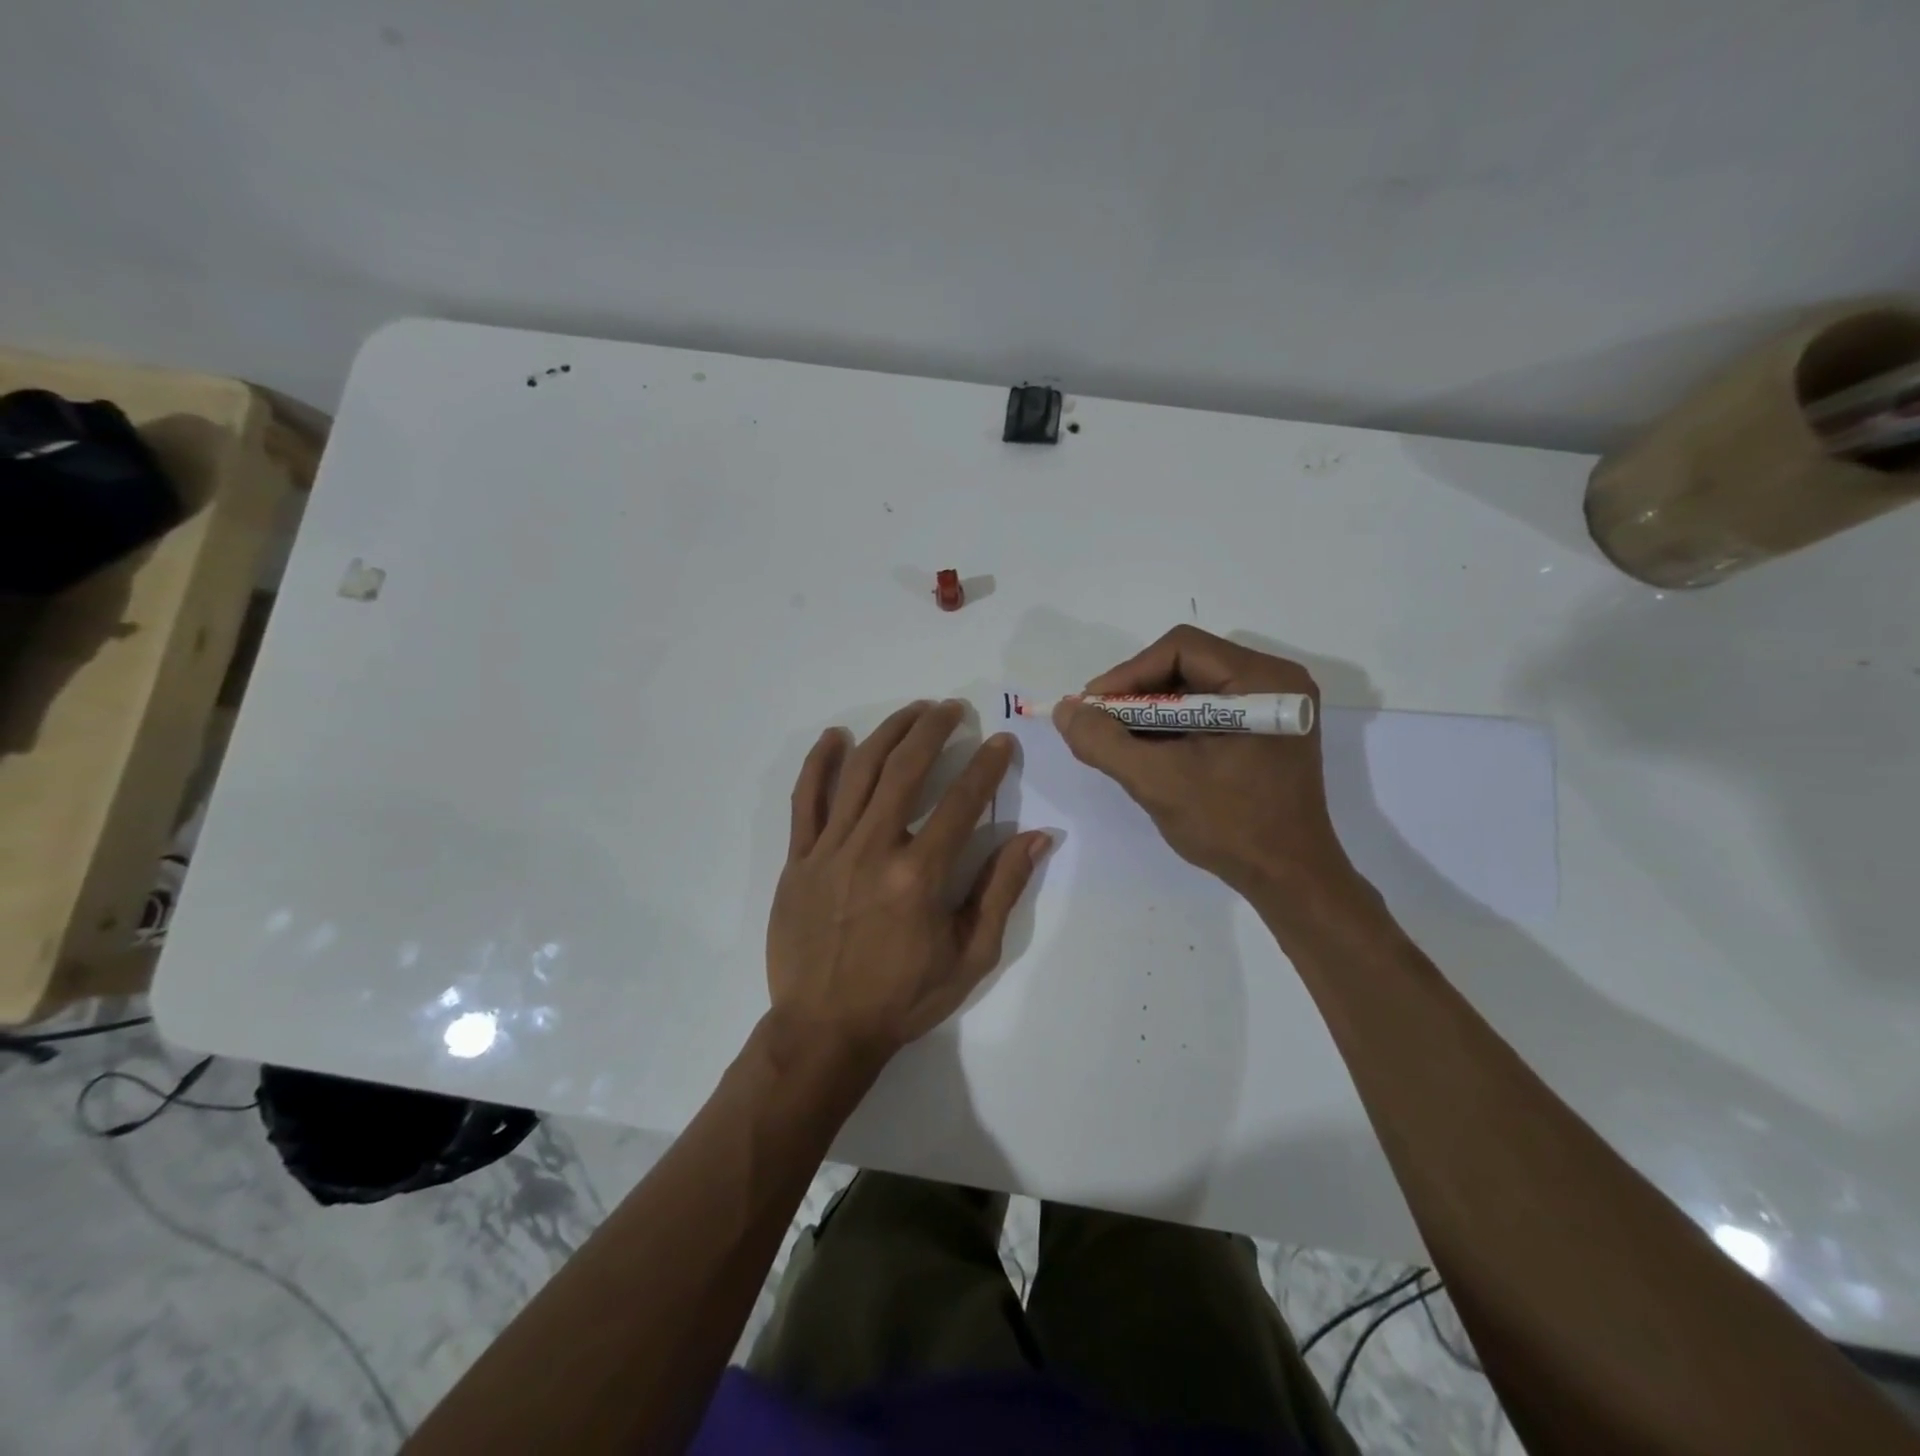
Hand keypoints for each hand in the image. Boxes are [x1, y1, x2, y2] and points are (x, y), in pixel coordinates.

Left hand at [768, 700, 1051, 1065]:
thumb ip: (1002, 891)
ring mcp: (829, 850)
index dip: (986, 765)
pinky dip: (820, 763)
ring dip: (888, 733)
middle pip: (905, 769)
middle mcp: (873, 849)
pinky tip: (835, 737)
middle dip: (933, 730)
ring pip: (859, 773)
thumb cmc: (904, 997)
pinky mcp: (798, 858)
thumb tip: (1038, 837)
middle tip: (952, 709)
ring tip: (912, 711)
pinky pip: (806, 800)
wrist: (824, 1030)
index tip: (1000, 741)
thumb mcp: (970, 956)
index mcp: (919, 876)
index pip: (962, 802)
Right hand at [1053, 626, 1353, 898]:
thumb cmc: (1231, 827)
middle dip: (1136, 694)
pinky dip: (1172, 727)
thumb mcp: (1157, 782)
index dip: (1128, 673)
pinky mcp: (1264, 731)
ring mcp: (1272, 707)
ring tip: (1117, 740)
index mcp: (1262, 681)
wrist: (1289, 879)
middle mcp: (1274, 681)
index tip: (1092, 708)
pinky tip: (1147, 751)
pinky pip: (1207, 711)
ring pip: (1193, 688)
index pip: (1181, 649)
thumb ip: (1104, 742)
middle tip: (1099, 723)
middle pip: (1187, 664)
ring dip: (1150, 711)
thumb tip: (1065, 710)